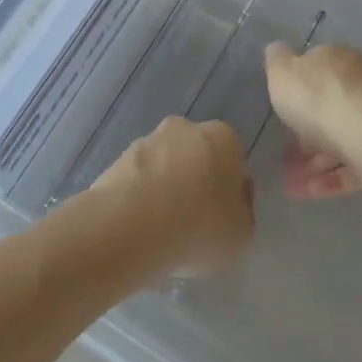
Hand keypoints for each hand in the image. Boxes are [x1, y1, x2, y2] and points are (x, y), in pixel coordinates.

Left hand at [89, 117, 253, 276]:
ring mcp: (148, 140)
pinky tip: (139, 226)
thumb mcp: (241, 233)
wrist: (132, 225)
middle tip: (193, 220)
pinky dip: (140, 196)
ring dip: (165, 187)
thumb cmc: (199, 226)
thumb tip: (236, 197)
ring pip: (165, 164)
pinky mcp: (117, 158)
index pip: (233, 157)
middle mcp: (185, 128)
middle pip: (197, 155)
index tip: (223, 214)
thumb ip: (243, 211)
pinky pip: (138, 179)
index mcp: (223, 138)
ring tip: (162, 229)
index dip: (229, 186)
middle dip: (196, 180)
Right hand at [265, 43, 361, 201]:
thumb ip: (276, 61)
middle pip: (330, 107)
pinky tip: (309, 193)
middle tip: (284, 158)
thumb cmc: (319, 100)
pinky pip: (355, 163)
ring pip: (341, 139)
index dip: (296, 92)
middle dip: (306, 134)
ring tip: (291, 185)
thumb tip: (278, 50)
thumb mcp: (282, 73)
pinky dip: (332, 178)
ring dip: (314, 163)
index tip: (280, 115)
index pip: (316, 70)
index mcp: (338, 59)